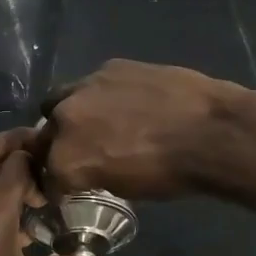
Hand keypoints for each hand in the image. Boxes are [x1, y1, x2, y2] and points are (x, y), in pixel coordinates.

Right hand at [40, 60, 245, 199]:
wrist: (210, 131)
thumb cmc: (171, 174)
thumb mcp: (125, 188)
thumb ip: (94, 174)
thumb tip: (91, 169)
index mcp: (66, 160)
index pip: (47, 177)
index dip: (58, 184)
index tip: (69, 187)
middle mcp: (65, 120)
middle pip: (46, 136)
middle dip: (59, 147)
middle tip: (82, 153)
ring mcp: (86, 87)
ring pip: (59, 100)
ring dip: (70, 114)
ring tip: (96, 121)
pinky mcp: (110, 66)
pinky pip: (93, 83)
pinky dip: (101, 95)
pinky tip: (126, 101)